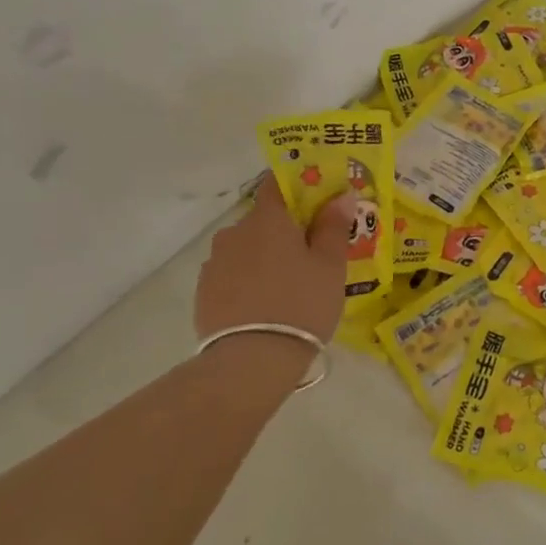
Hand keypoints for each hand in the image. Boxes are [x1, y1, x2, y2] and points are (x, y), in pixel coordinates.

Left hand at [194, 180, 357, 345]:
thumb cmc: (301, 304)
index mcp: (268, 220)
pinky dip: (248, 279)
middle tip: (311, 253)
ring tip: (288, 284)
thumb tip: (341, 195)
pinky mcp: (204, 291)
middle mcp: (235, 232)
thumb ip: (333, 226)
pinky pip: (232, 273)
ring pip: (246, 248)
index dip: (297, 187)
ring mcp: (215, 262)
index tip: (316, 201)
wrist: (251, 360)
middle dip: (285, 230)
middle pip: (263, 220)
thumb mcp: (330, 266)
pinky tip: (265, 303)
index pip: (277, 184)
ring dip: (265, 256)